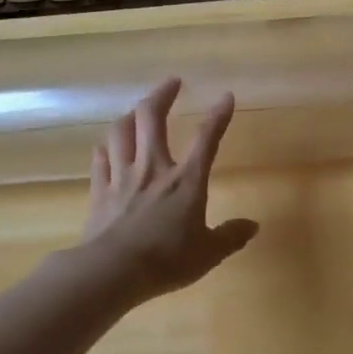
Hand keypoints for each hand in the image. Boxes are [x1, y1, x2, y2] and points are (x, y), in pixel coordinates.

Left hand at [79, 78, 258, 302]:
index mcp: (186, 180)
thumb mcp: (208, 253)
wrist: (113, 271)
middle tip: (172, 82)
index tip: (226, 96)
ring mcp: (123, 177)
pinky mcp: (100, 192)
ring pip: (122, 131)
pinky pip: (100, 161)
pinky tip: (106, 147)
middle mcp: (154, 168)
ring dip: (131, 115)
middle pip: (152, 118)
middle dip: (162, 94)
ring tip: (139, 109)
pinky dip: (106, 149)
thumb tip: (253, 226)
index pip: (207, 138)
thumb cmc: (167, 260)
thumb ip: (230, 236)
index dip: (218, 115)